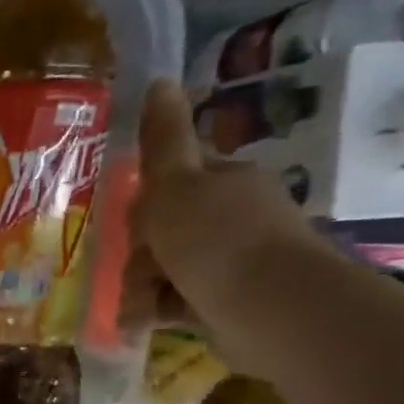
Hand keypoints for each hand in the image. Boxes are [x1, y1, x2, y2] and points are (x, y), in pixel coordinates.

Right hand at [122, 78, 330, 355]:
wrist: (271, 310)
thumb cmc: (215, 241)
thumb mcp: (176, 185)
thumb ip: (162, 140)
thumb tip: (158, 80)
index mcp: (225, 183)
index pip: (173, 182)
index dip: (145, 203)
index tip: (132, 224)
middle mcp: (233, 218)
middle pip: (163, 230)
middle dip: (140, 255)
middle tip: (140, 269)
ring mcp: (233, 262)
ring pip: (164, 269)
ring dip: (141, 289)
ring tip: (140, 309)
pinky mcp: (228, 302)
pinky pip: (177, 301)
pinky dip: (157, 311)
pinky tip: (144, 323)